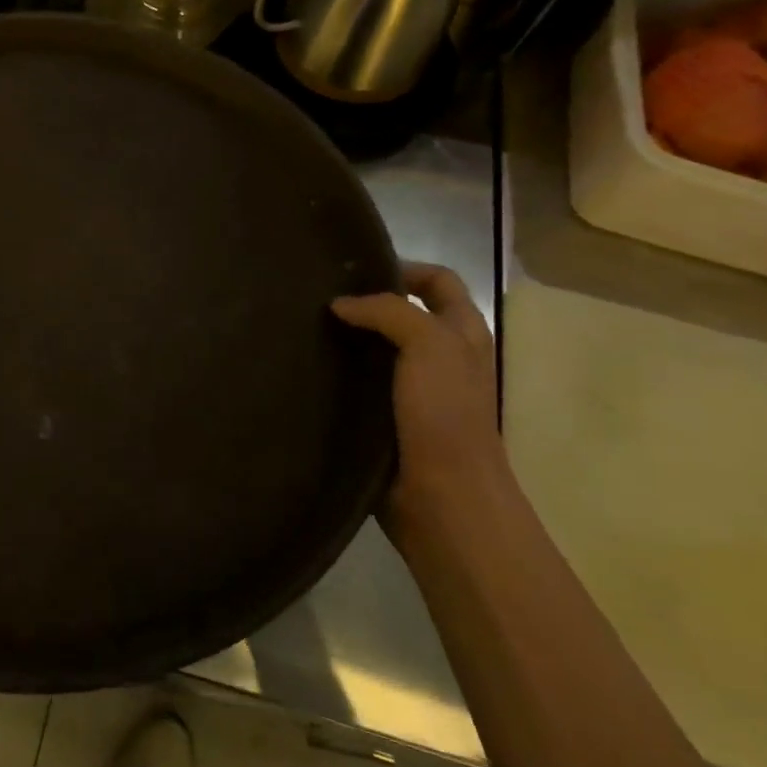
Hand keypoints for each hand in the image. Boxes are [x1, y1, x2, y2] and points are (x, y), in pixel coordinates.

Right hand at [331, 262, 504, 515]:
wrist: (442, 497)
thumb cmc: (446, 414)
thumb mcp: (430, 346)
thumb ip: (389, 312)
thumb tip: (340, 306)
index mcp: (462, 333)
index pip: (438, 281)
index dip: (404, 269)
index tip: (355, 270)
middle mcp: (441, 356)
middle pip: (404, 313)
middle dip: (366, 301)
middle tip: (318, 296)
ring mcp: (413, 390)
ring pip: (377, 348)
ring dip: (347, 338)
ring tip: (304, 327)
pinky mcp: (385, 418)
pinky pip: (359, 384)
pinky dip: (338, 373)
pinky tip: (308, 367)